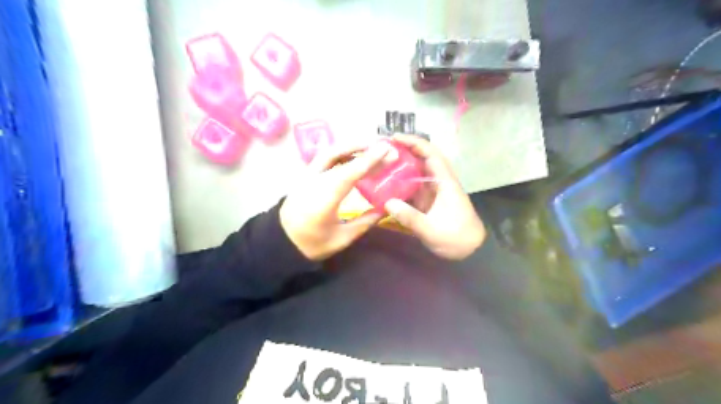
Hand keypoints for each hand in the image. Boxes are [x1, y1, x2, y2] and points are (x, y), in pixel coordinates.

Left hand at [282, 142, 392, 262]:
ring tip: (371, 148)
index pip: (350, 172)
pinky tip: (353, 158)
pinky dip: (341, 153)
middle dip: (363, 147)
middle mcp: (315, 180)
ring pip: (330, 152)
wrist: (280, 242)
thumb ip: (365, 222)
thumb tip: (385, 208)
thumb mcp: (341, 239)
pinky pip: (325, 158)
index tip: (388, 149)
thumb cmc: (311, 243)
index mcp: (324, 197)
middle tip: (384, 147)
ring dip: (351, 147)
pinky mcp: (305, 176)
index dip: (370, 159)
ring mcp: (307, 175)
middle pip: (339, 154)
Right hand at [383, 135, 483, 259]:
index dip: (414, 142)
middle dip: (403, 152)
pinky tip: (386, 186)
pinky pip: (412, 187)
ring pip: (415, 173)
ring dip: (400, 167)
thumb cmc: (456, 238)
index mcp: (445, 182)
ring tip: (379, 165)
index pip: (430, 153)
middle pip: (421, 159)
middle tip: (381, 151)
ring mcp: (433, 191)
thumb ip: (410, 217)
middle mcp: (439, 182)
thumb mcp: (432, 230)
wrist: (471, 251)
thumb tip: (387, 203)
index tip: (394, 138)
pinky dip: (400, 184)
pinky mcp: (428, 201)